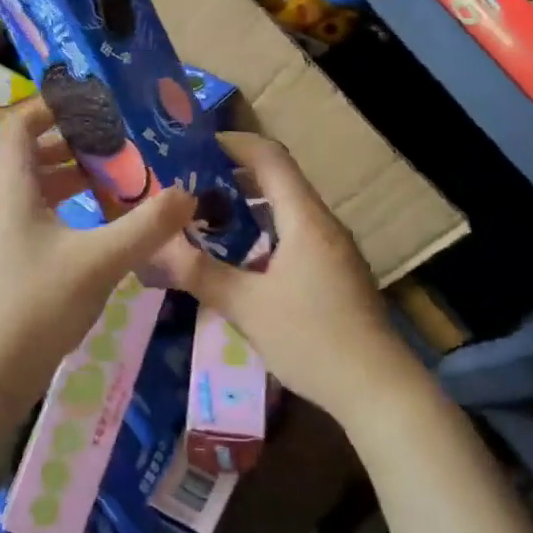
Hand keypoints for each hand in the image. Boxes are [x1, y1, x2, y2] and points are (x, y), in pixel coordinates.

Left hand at [0, 100, 194, 414]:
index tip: (91, 104)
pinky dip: (69, 205)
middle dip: (71, 141)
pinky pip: (41, 214)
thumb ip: (146, 226)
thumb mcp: (100, 261)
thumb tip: (187, 193)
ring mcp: (7, 234)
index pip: (19, 126)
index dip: (49, 107)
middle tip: (114, 141)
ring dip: (72, 174)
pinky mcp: (15, 260)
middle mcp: (5, 204)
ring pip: (37, 186)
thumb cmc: (38, 305)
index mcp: (15, 190)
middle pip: (30, 153)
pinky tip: (102, 223)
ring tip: (115, 176)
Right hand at [159, 132, 426, 427]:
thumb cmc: (311, 339)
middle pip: (279, 179)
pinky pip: (297, 233)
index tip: (197, 145)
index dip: (235, 143)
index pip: (270, 158)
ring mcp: (334, 247)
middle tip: (192, 184)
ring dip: (250, 205)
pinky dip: (266, 230)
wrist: (378, 388)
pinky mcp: (337, 271)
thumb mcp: (246, 307)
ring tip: (209, 216)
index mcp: (304, 219)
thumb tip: (155, 248)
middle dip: (235, 175)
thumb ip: (200, 273)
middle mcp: (323, 223)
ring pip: (288, 208)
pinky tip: (242, 257)